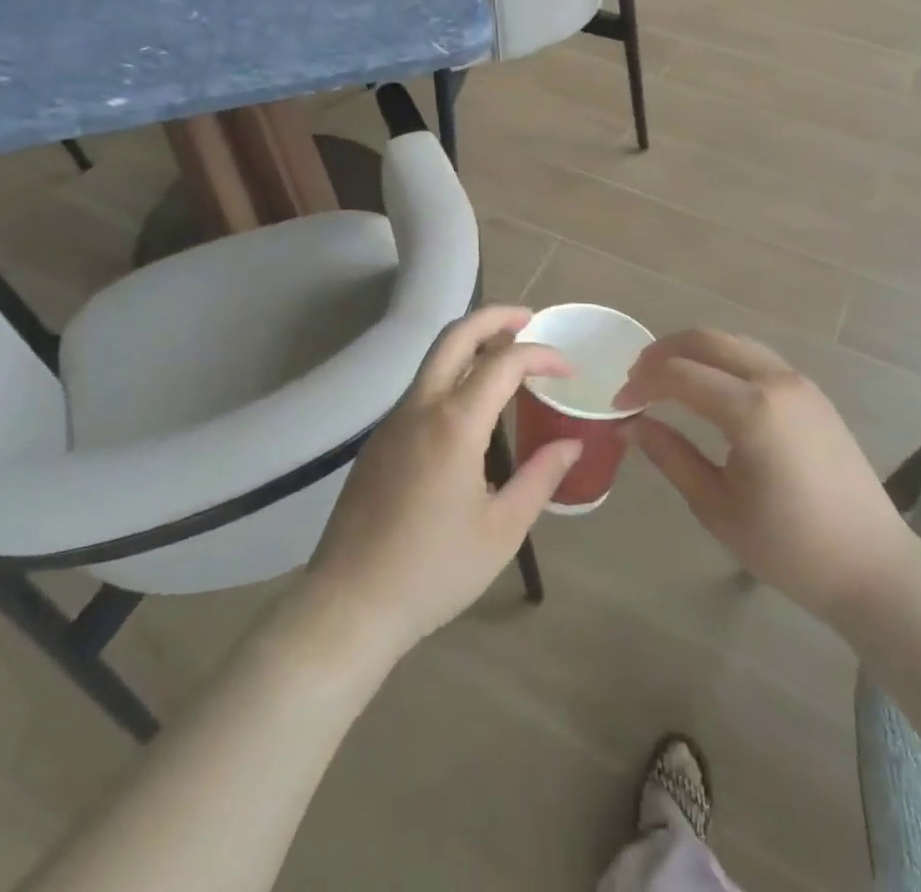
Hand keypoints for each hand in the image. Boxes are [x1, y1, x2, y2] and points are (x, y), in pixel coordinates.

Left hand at [299, 306, 581, 664]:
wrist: (349, 604)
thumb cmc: (433, 571)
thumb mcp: (501, 531)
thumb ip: (541, 479)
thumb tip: (571, 443)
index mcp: (454, 424)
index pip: (504, 362)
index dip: (542, 355)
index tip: (568, 369)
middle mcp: (420, 407)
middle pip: (456, 335)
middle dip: (495, 317)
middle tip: (529, 319)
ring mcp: (392, 421)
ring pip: (434, 358)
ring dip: (471, 343)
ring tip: (507, 357)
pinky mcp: (378, 440)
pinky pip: (421, 389)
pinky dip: (452, 374)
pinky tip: (472, 407)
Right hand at [621, 329, 920, 635]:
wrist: (873, 567)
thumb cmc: (789, 547)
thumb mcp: (717, 507)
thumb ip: (670, 457)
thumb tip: (629, 426)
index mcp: (751, 410)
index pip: (679, 375)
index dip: (642, 384)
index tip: (619, 405)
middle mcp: (776, 380)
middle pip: (707, 340)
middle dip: (664, 352)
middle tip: (636, 379)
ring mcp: (799, 382)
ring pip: (734, 342)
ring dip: (695, 351)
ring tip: (666, 378)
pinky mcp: (812, 393)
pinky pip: (757, 357)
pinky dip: (723, 359)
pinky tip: (709, 387)